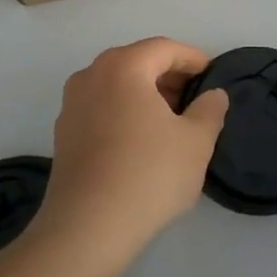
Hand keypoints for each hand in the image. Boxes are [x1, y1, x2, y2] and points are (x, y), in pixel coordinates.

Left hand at [36, 38, 229, 265]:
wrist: (87, 228)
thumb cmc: (148, 175)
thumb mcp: (195, 143)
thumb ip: (209, 111)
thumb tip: (213, 95)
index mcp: (123, 67)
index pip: (163, 48)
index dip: (192, 59)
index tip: (211, 76)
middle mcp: (91, 75)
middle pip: (136, 62)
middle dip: (168, 76)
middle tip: (194, 100)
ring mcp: (71, 104)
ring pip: (116, 85)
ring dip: (145, 95)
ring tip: (171, 122)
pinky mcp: (62, 133)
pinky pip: (100, 107)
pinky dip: (123, 112)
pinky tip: (141, 142)